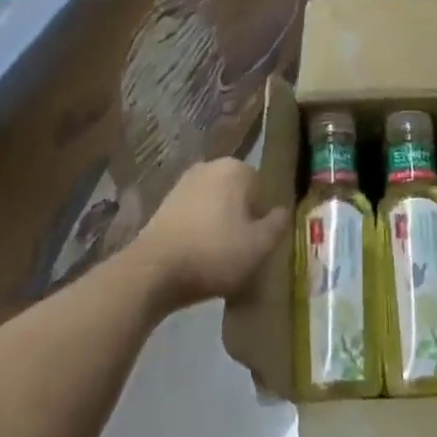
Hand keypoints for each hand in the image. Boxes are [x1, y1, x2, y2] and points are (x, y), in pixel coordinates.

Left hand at [128, 160, 287, 310]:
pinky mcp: (164, 203)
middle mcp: (210, 166)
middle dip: (240, 219)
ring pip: (215, 205)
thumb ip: (277, 225)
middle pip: (237, 194)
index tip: (257, 244)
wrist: (153, 270)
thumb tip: (283, 211)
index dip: (262, 218)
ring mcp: (183, 183)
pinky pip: (194, 214)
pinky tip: (196, 257)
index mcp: (236, 169)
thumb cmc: (214, 253)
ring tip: (217, 259)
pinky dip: (198, 230)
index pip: (261, 189)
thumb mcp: (259, 246)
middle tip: (240, 252)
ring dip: (219, 225)